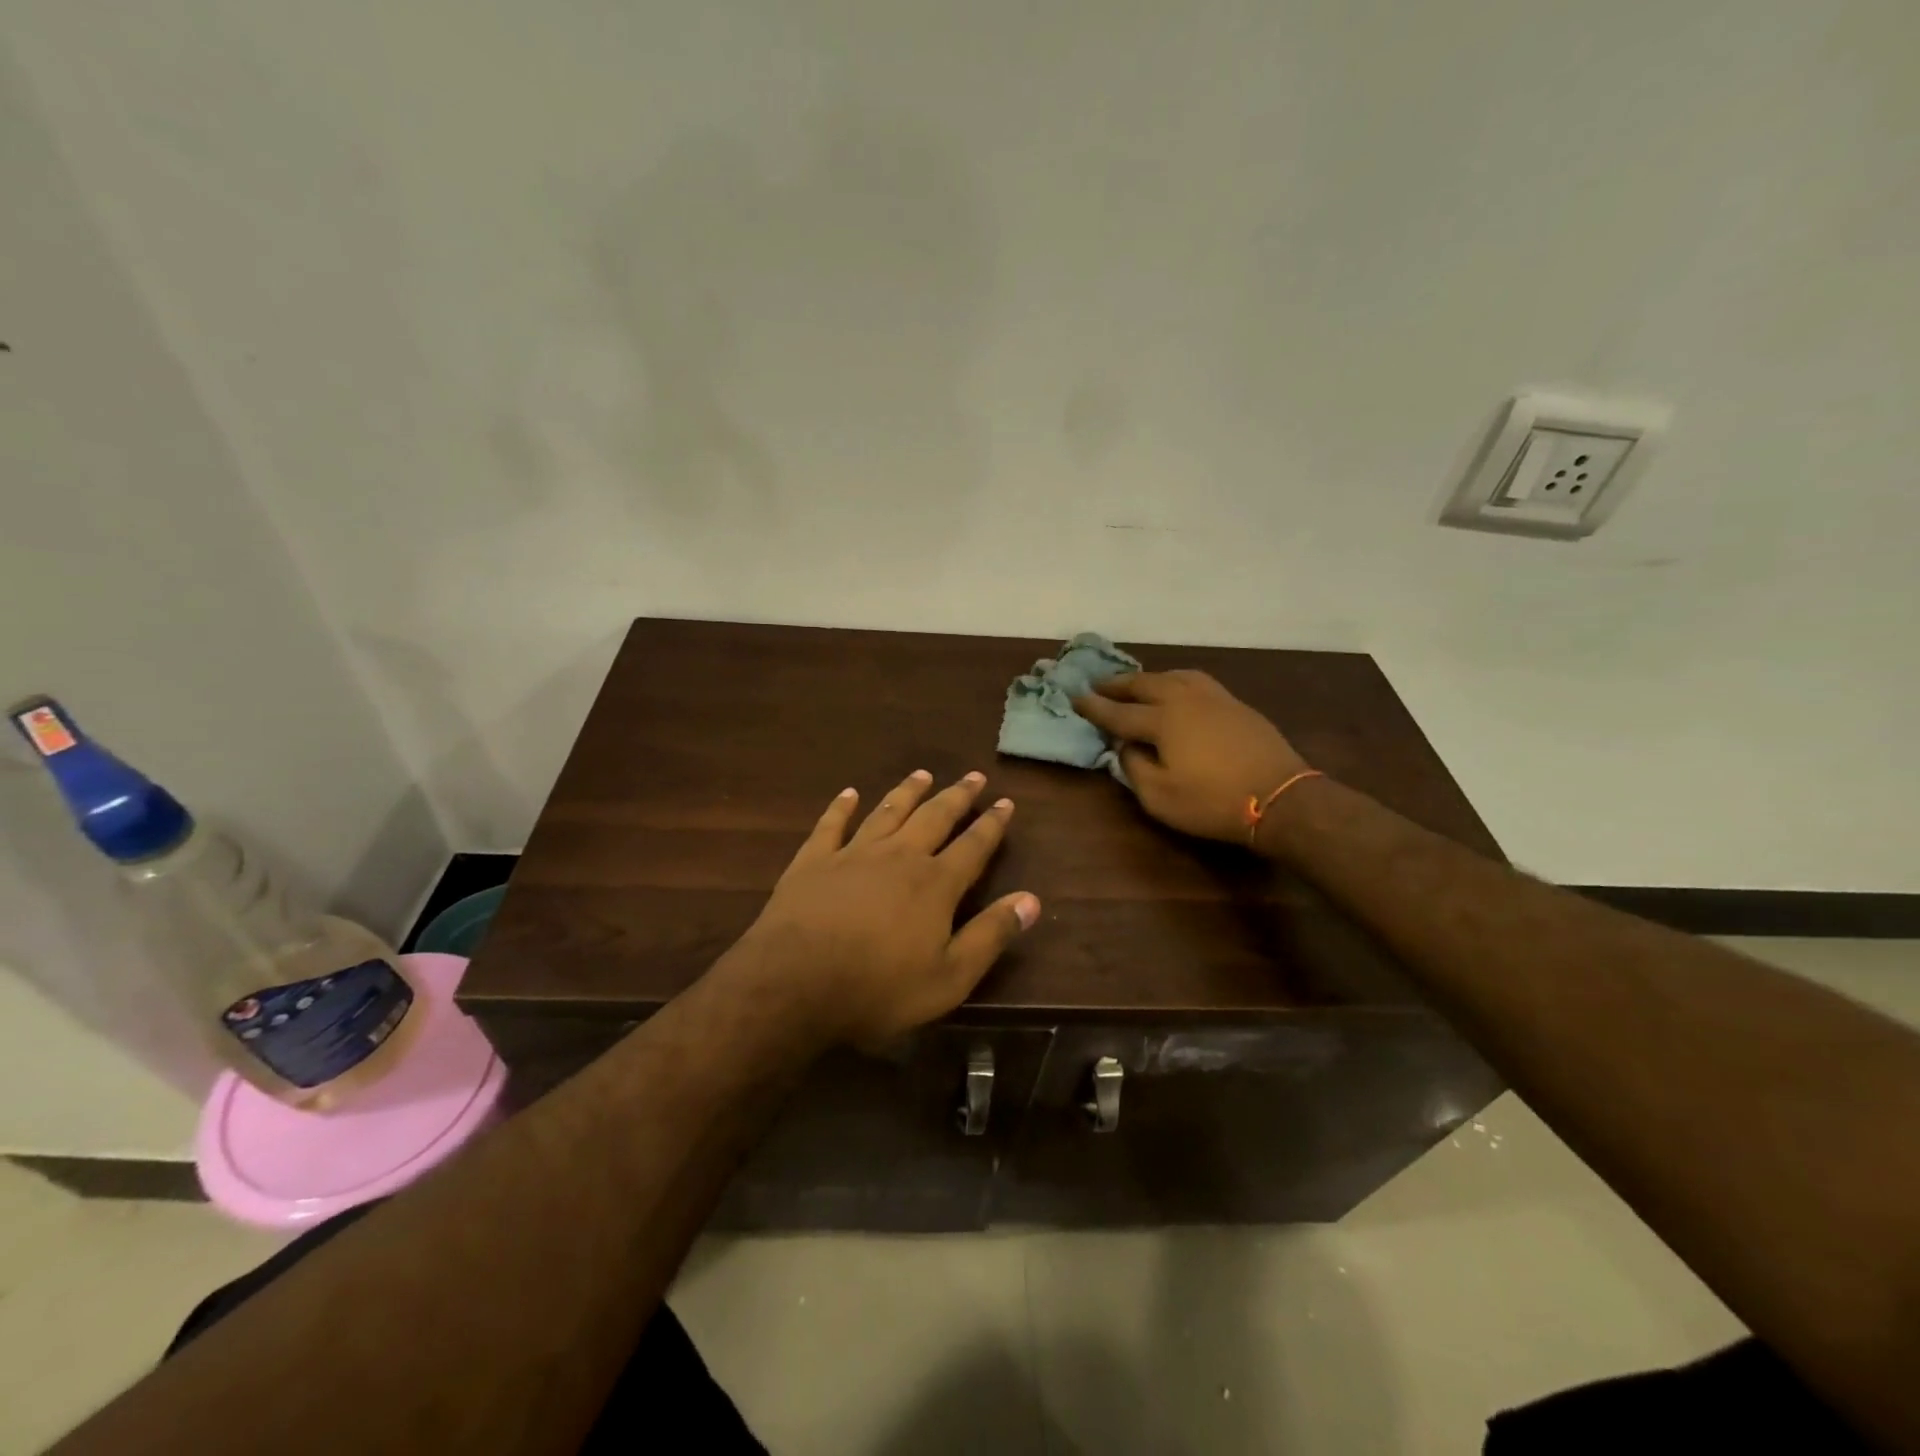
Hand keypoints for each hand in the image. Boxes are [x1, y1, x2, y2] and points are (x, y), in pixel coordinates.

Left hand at [719, 770, 1040, 1046]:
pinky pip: (831, 824)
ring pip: (888, 811)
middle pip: (934, 817)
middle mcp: (899, 856)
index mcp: (935, 884)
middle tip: (973, 776)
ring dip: (908, 791)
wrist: (795, 984)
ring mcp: (853, 853)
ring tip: (923, 774)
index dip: (992, 824)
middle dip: (957, 796)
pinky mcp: (813, 860)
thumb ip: (991, 935)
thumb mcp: (949, 977)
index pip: (973, 846)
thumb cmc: (879, 988)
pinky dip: (842, 807)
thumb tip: (1032, 899)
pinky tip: (849, 793)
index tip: (1006, 802)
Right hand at [1074, 670, 1310, 843]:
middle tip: (1098, 684)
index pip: (1119, 712)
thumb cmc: (1213, 802)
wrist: (1282, 798)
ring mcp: (1214, 698)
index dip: (1094, 707)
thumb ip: (1134, 768)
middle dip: (1118, 685)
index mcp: (1162, 720)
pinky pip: (1197, 682)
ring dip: (1149, 678)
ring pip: (1174, 676)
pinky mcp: (1236, 705)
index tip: (1074, 697)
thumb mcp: (1160, 797)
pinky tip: (1179, 690)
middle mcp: (1185, 699)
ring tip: (1137, 683)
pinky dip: (1177, 681)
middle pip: (1144, 684)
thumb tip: (1126, 747)